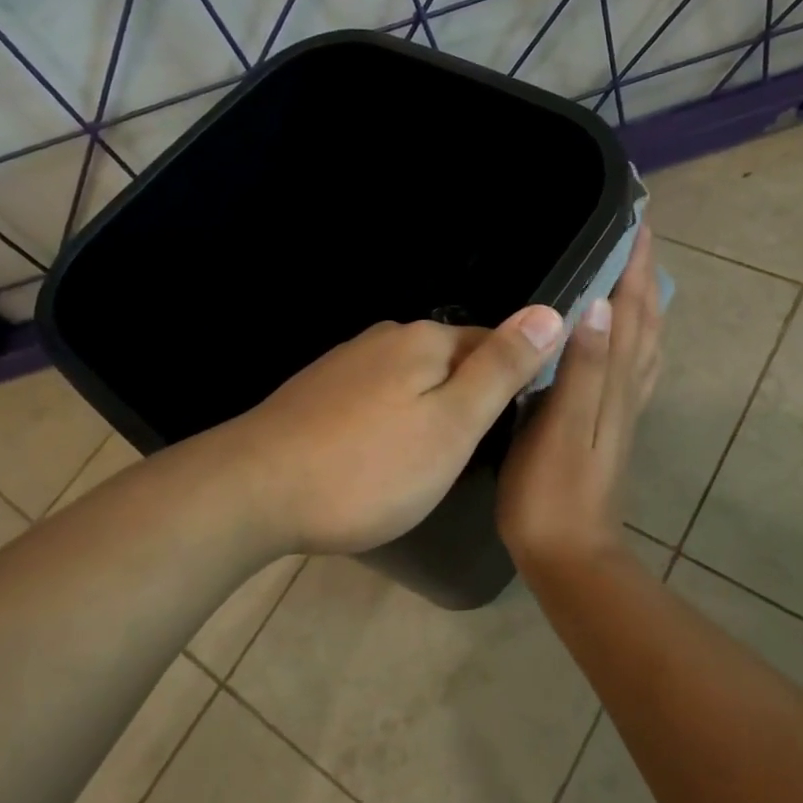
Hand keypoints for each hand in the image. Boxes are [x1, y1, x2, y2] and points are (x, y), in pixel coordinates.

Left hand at [221, 305, 565, 555]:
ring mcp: (345, 363)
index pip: (494, 344)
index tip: (511, 431)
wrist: (252, 491)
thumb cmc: (368, 466)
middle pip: (450, 362)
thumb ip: (502, 368)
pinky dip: (388, 424)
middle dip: (466, 401)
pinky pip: (375, 399)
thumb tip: (550, 310)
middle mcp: (385, 338)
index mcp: (425, 339)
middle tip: (466, 458)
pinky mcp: (317, 392)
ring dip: (427, 414)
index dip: (511, 385)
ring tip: (424, 465)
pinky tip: (377, 459)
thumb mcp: (453, 424)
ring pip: (411, 383)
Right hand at [498, 226, 663, 576]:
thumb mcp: (560, 428)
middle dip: (643, 274)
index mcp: (612, 382)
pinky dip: (637, 338)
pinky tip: (625, 338)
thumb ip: (581, 368)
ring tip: (636, 273)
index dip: (634, 266)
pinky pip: (634, 366)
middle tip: (637, 234)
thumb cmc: (552, 493)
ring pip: (644, 342)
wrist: (572, 556)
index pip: (629, 310)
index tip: (637, 221)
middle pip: (644, 320)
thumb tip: (596, 305)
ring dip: (644, 302)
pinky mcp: (611, 425)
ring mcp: (622, 408)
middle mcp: (626, 388)